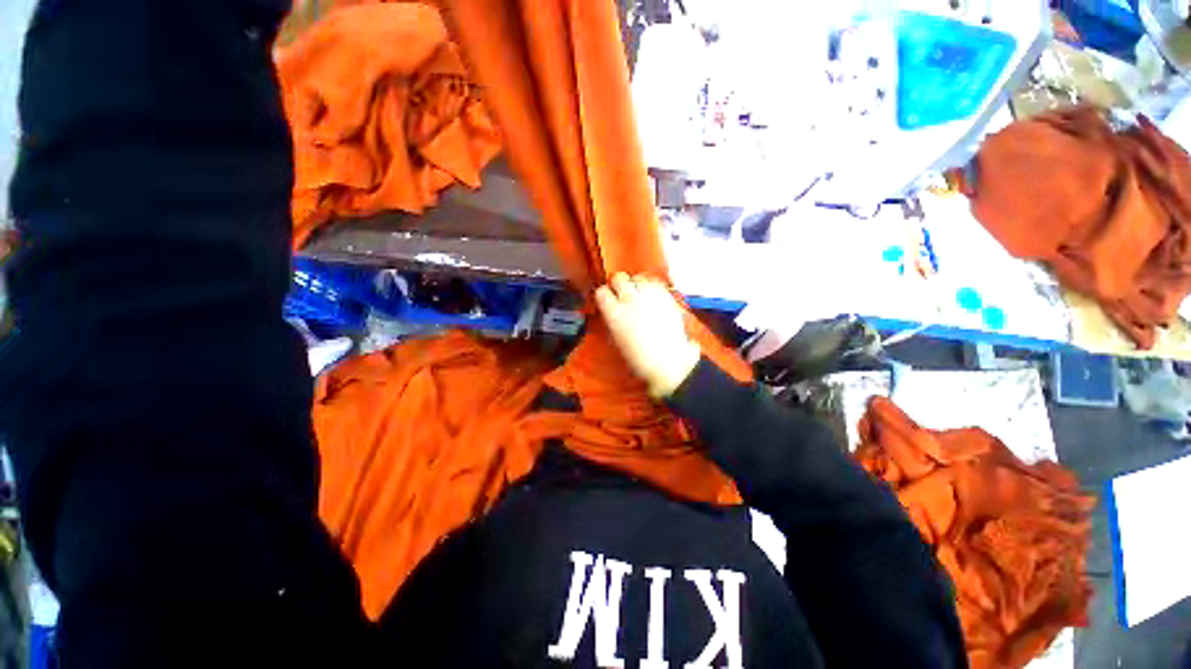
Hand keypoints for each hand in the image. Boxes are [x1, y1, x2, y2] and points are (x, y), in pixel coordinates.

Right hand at [595, 273, 700, 397]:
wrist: (670, 362)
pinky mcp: (666, 295)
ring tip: (639, 296)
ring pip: (637, 277)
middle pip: (619, 278)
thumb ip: (612, 319)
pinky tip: (652, 298)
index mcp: (614, 314)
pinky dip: (651, 287)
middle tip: (622, 295)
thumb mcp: (616, 339)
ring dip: (636, 284)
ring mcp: (650, 296)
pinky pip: (654, 282)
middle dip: (619, 285)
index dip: (604, 296)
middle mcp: (631, 300)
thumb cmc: (640, 358)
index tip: (607, 300)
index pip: (601, 292)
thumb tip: (611, 309)